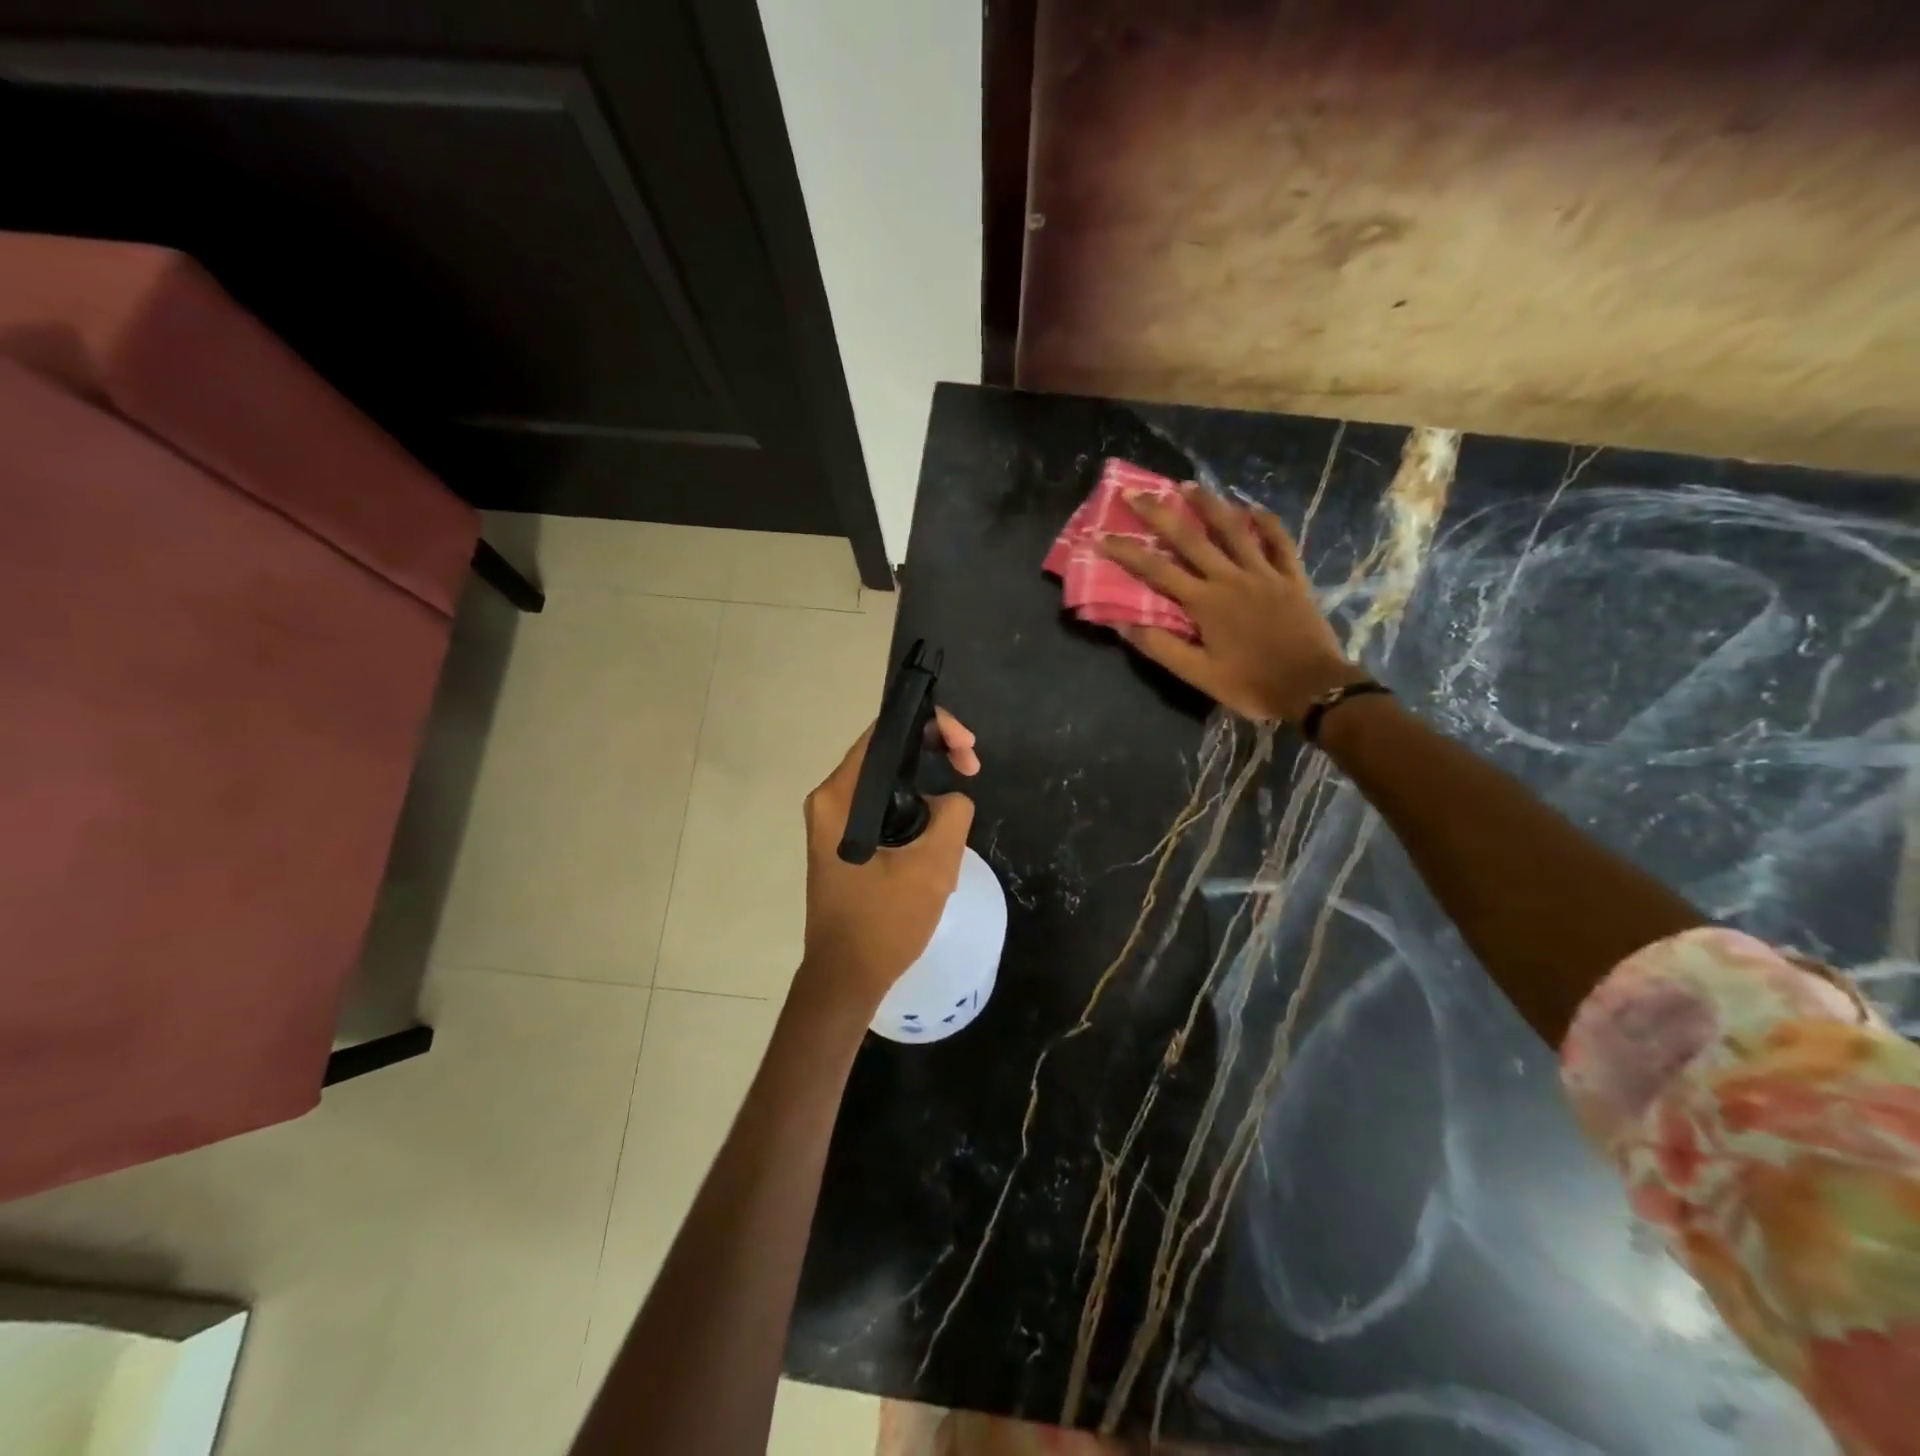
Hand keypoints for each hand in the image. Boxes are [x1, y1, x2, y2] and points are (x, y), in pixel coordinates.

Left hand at [796, 708, 978, 1013]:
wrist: (846, 979)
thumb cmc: (884, 923)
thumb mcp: (933, 866)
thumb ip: (953, 814)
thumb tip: (952, 797)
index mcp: (839, 796)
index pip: (885, 733)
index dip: (932, 726)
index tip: (966, 749)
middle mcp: (830, 800)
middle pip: (887, 755)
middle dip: (934, 755)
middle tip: (972, 769)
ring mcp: (833, 823)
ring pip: (888, 784)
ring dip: (927, 792)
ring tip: (956, 820)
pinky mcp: (843, 843)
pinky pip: (882, 810)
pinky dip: (913, 814)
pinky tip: (936, 842)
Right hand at [1097, 484, 1365, 723]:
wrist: (1312, 688)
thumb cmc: (1251, 684)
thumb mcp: (1198, 675)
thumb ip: (1161, 647)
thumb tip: (1123, 624)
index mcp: (1205, 603)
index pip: (1156, 570)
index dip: (1127, 552)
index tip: (1101, 536)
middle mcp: (1231, 578)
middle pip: (1191, 538)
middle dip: (1159, 513)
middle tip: (1137, 492)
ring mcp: (1265, 574)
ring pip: (1234, 529)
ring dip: (1209, 504)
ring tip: (1187, 485)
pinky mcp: (1292, 578)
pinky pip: (1279, 541)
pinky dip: (1266, 522)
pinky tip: (1253, 507)